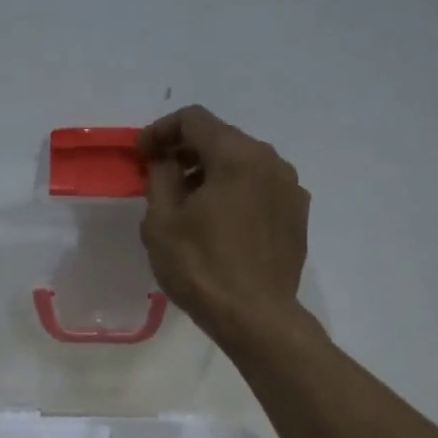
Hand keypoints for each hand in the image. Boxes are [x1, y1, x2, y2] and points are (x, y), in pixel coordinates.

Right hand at [139, 106, 309, 344]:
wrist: (256, 317)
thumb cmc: (201, 268)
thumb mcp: (162, 221)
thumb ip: (160, 177)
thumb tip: (166, 161)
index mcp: (237, 156)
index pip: (194, 120)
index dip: (160, 131)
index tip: (140, 155)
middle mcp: (271, 161)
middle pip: (222, 138)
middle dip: (186, 152)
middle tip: (159, 177)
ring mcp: (290, 189)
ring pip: (243, 164)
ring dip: (211, 173)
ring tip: (188, 203)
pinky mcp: (297, 215)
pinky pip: (260, 189)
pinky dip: (235, 193)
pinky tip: (219, 223)